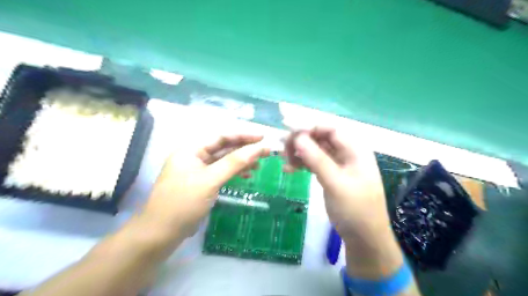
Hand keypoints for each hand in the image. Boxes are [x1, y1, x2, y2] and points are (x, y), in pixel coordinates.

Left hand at [140, 135, 269, 239]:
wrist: (161, 234)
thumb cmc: (183, 203)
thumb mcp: (211, 180)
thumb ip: (235, 162)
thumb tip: (259, 148)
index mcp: (191, 150)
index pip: (221, 136)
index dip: (243, 136)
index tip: (262, 137)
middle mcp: (194, 157)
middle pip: (224, 148)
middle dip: (244, 149)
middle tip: (266, 151)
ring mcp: (199, 171)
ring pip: (224, 161)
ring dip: (242, 161)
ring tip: (260, 164)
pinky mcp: (203, 184)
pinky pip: (222, 173)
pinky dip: (235, 173)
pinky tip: (248, 174)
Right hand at [285, 128, 390, 243]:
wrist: (363, 237)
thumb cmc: (354, 209)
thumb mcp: (336, 183)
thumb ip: (317, 159)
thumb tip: (298, 137)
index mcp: (354, 150)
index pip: (330, 129)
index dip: (309, 127)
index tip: (288, 130)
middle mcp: (346, 154)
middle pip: (321, 139)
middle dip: (301, 140)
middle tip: (283, 147)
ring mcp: (338, 165)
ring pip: (315, 151)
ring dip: (299, 153)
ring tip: (283, 159)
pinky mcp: (330, 176)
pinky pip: (314, 164)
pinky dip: (301, 164)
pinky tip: (288, 169)